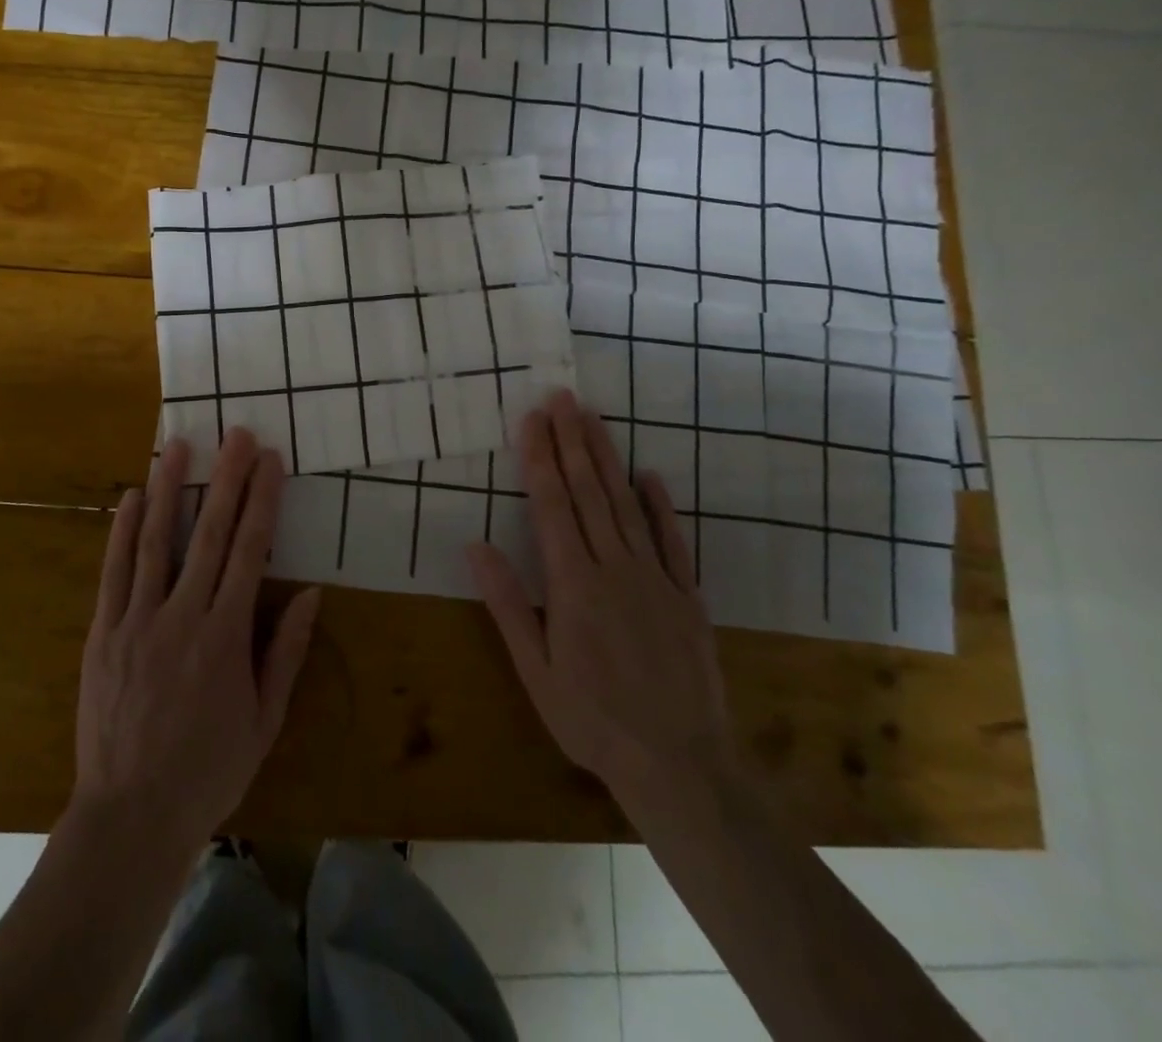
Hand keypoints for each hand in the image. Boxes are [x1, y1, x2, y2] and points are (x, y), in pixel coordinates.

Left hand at [71, 428, 320, 852]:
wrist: (130, 814)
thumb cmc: (208, 769)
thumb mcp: (264, 720)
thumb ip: (285, 652)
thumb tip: (310, 594)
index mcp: (226, 636)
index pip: (250, 552)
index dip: (263, 501)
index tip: (271, 461)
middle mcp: (182, 616)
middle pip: (210, 534)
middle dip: (226, 479)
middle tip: (236, 435)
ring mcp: (137, 621)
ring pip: (156, 542)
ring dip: (170, 489)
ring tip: (179, 446)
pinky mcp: (104, 633)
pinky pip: (114, 572)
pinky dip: (123, 531)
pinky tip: (131, 497)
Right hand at [468, 389, 732, 811]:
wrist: (679, 765)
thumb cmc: (592, 720)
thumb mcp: (535, 671)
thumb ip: (507, 604)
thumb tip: (475, 546)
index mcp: (573, 585)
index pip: (551, 506)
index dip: (539, 459)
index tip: (531, 419)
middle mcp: (614, 568)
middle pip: (589, 493)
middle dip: (571, 442)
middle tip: (562, 398)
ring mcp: (655, 578)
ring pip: (626, 505)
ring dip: (607, 459)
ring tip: (593, 420)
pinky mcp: (687, 596)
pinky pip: (672, 541)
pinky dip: (660, 505)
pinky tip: (648, 475)